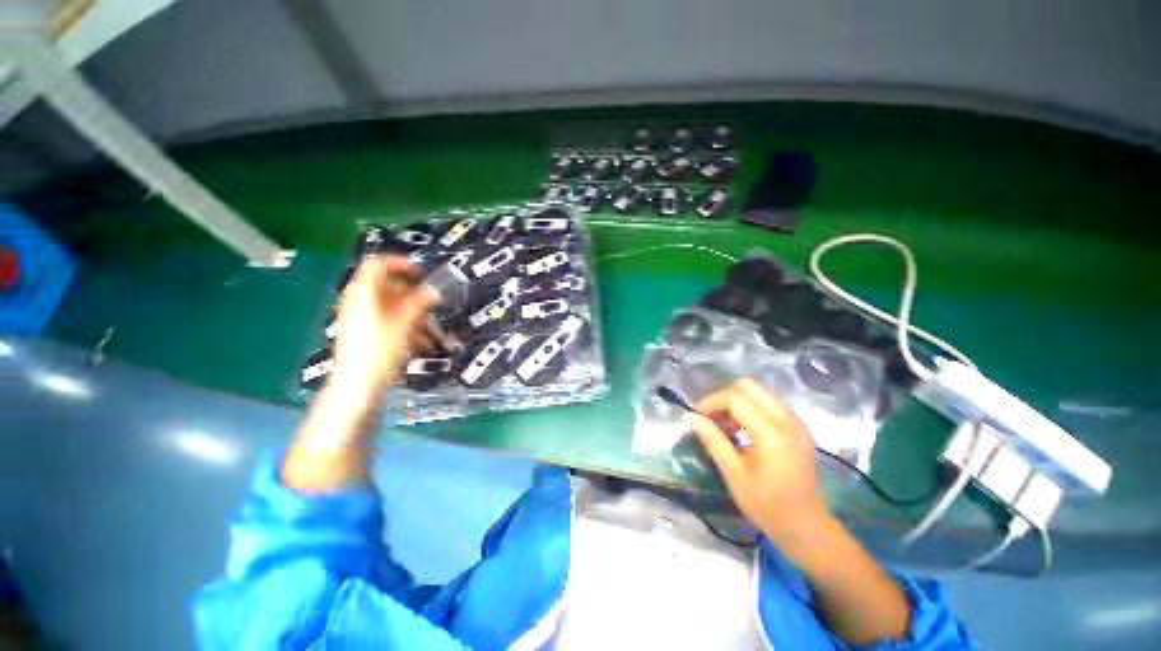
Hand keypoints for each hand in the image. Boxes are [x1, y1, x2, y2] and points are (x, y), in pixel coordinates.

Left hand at [330, 256, 440, 394]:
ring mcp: (359, 318)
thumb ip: (421, 303)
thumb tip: (435, 290)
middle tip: (431, 303)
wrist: (358, 384)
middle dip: (413, 295)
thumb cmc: (380, 350)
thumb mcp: (405, 324)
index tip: (420, 273)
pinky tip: (420, 341)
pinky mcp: (363, 332)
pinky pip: (386, 320)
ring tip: (430, 329)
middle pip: (387, 287)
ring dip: (413, 314)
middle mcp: (357, 302)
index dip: (400, 264)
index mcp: (363, 293)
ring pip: (390, 306)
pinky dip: (404, 325)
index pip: (378, 264)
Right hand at [685, 379, 830, 559]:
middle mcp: (788, 420)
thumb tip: (690, 416)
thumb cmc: (767, 506)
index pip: (736, 398)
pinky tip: (744, 430)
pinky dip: (752, 408)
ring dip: (739, 401)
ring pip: (761, 392)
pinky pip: (770, 403)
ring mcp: (797, 422)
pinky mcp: (799, 428)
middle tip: (713, 418)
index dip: (712, 402)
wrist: (807, 528)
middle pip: (750, 386)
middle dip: (725, 397)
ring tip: (727, 425)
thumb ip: (712, 440)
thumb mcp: (733, 474)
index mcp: (772, 434)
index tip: (698, 416)